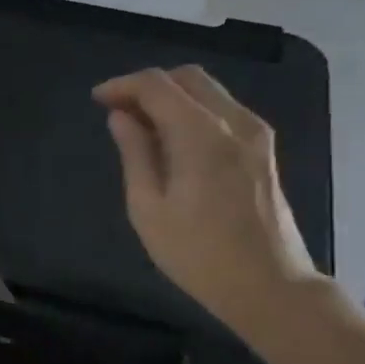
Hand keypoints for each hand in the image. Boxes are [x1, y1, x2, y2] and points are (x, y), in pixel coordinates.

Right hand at [93, 65, 321, 335]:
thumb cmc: (197, 253)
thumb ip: (135, 154)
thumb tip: (121, 118)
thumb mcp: (148, 208)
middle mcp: (235, 122)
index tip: (96, 100)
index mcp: (201, 135)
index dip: (122, 85)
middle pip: (187, 77)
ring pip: (208, 91)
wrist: (268, 285)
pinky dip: (192, 110)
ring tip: (139, 125)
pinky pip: (222, 110)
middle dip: (147, 85)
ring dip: (171, 96)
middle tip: (116, 110)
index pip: (157, 85)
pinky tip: (171, 139)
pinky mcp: (263, 149)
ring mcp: (256, 134)